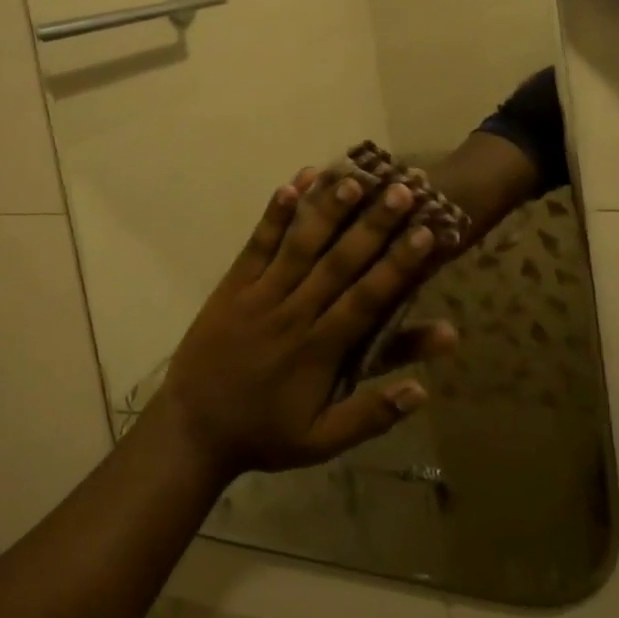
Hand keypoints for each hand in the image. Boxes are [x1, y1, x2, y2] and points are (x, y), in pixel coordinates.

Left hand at [154, 169, 456, 482]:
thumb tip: (424, 390)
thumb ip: (372, 415)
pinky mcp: (234, 284)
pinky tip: (292, 183)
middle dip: (373, 224)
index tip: (426, 232)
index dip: (399, 265)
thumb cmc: (263, 433)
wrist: (192, 429)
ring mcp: (261, 294)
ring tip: (353, 176)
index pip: (368, 299)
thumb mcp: (322, 441)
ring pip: (300, 246)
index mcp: (321, 350)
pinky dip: (275, 215)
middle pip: (339, 262)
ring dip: (327, 210)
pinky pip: (257, 244)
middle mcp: (295, 313)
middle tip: (403, 187)